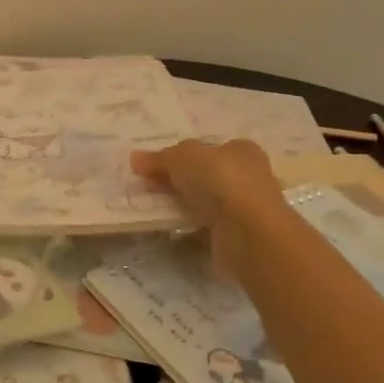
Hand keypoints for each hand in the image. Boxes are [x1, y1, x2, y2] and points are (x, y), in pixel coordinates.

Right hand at [131, 138, 286, 272]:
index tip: (154, 165)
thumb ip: (159, 158)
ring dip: (183, 203)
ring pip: (205, 200)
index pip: (207, 148)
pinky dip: (189, 225)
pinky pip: (206, 224)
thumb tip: (135, 159)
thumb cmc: (220, 180)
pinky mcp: (238, 233)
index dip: (180, 155)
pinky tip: (171, 227)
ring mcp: (244, 207)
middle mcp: (248, 175)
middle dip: (177, 179)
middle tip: (148, 185)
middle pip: (205, 174)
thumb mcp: (182, 158)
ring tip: (153, 206)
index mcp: (241, 150)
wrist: (248, 232)